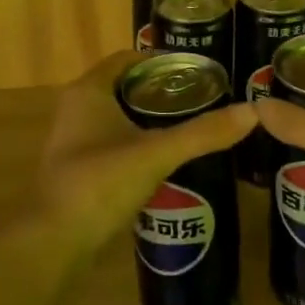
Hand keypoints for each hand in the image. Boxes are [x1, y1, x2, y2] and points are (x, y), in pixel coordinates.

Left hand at [37, 51, 257, 252]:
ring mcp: (73, 141)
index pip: (127, 59)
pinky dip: (137, 144)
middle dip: (160, 91)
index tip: (196, 71)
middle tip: (200, 98)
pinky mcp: (77, 171)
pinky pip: (112, 144)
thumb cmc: (99, 183)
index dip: (161, 61)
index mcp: (89, 91)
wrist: (52, 245)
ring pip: (118, 117)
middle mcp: (76, 108)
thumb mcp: (156, 153)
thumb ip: (202, 133)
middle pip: (124, 87)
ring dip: (148, 119)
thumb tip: (253, 112)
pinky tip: (165, 160)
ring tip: (189, 126)